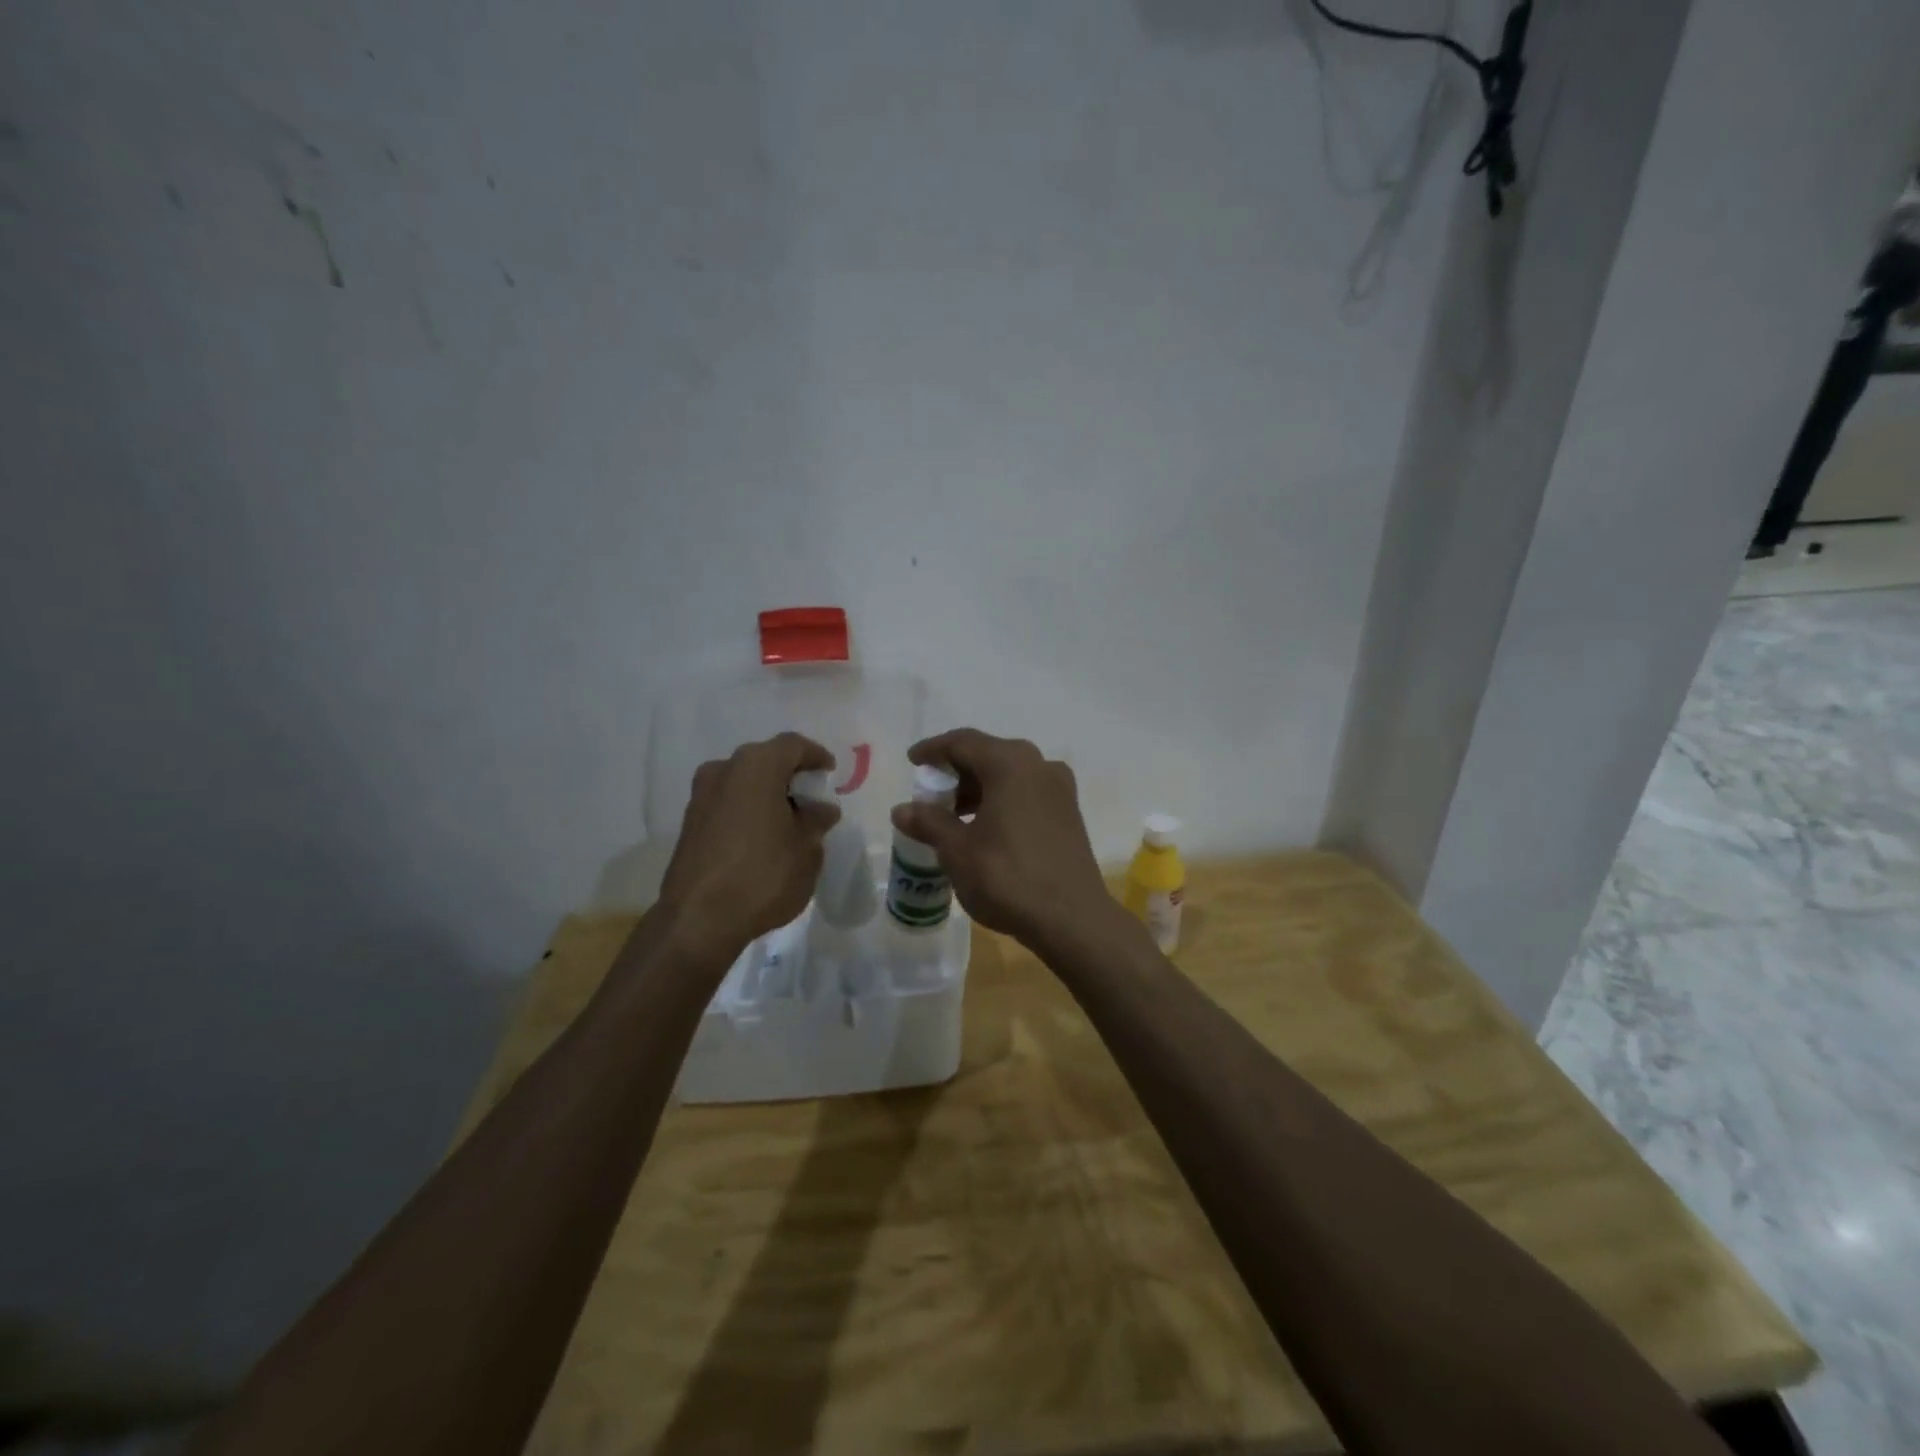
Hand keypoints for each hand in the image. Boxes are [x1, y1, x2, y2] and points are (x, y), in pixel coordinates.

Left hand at [657, 733, 840, 965]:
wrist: (698, 920)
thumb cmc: (763, 875)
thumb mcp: (806, 849)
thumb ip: (816, 821)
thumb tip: (821, 809)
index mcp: (756, 766)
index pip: (793, 745)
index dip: (816, 756)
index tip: (830, 774)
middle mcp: (724, 770)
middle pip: (765, 760)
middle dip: (790, 775)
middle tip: (811, 798)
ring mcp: (701, 796)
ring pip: (743, 782)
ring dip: (767, 794)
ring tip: (789, 821)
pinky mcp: (689, 824)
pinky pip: (727, 803)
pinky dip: (747, 811)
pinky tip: (762, 837)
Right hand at [890, 728, 1118, 951]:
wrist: (1072, 919)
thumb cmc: (1007, 877)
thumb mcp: (957, 850)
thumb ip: (929, 822)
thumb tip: (901, 810)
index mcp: (1010, 763)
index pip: (963, 742)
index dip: (933, 750)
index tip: (912, 761)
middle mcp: (1039, 765)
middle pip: (988, 755)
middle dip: (956, 771)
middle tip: (930, 793)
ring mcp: (1059, 789)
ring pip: (1009, 775)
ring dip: (978, 788)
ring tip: (952, 816)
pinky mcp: (1069, 813)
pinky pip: (1026, 793)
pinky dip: (1001, 800)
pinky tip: (984, 828)